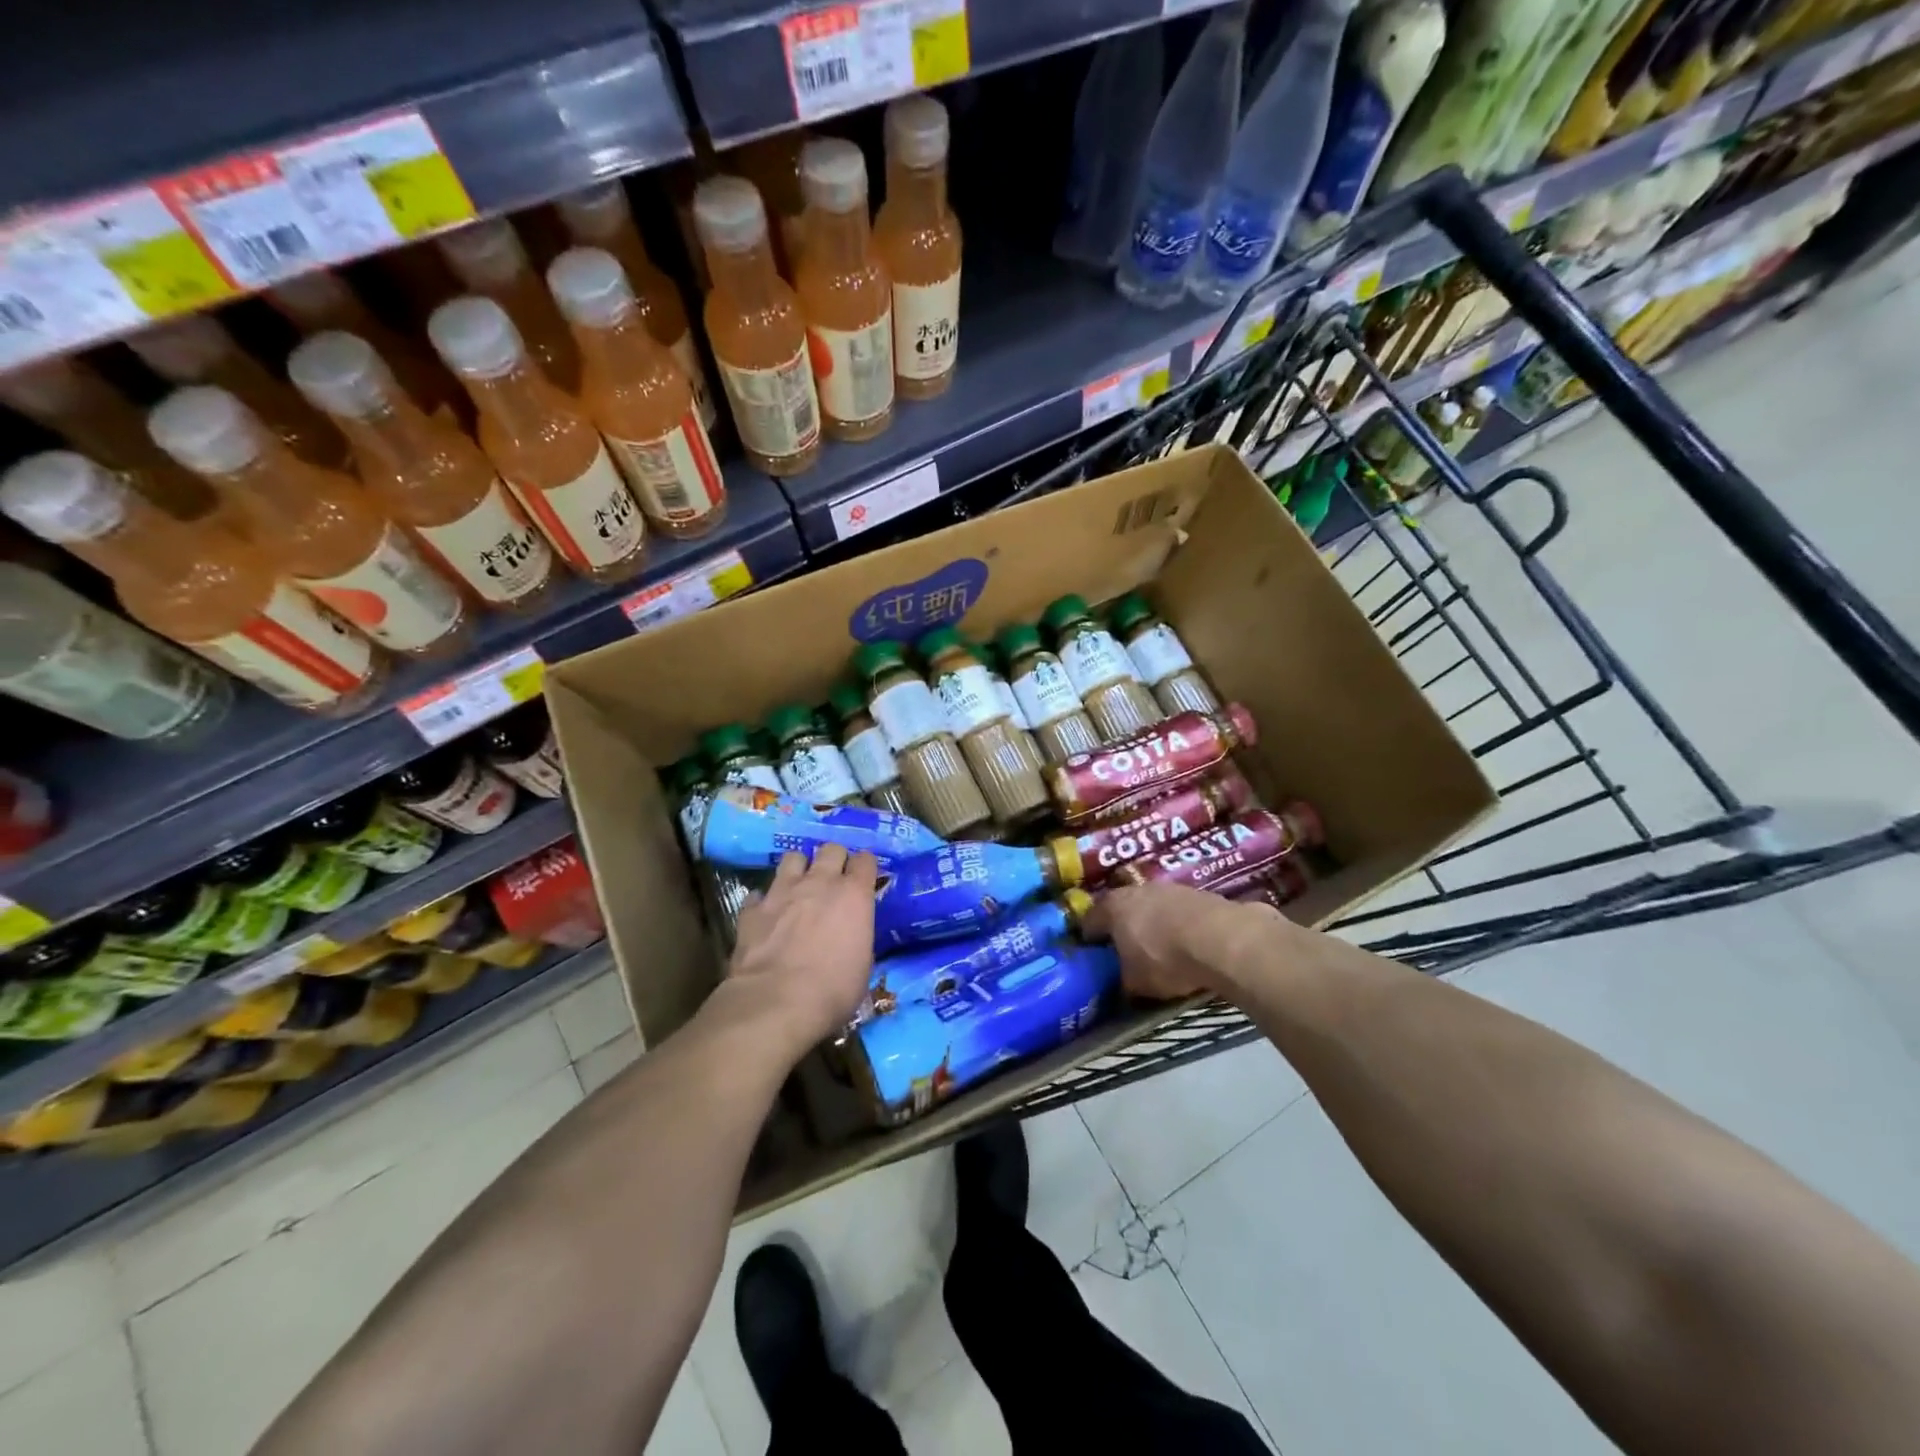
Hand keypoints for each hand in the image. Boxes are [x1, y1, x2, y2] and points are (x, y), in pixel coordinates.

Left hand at [724, 844, 877, 1057]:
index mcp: (854, 895)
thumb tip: (852, 936)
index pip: (866, 860)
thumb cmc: (833, 990)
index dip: (865, 868)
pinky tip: (767, 914)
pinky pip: (760, 893)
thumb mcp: (863, 965)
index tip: (864, 878)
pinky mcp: (753, 908)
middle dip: (834, 859)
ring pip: (793, 857)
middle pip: (831, 849)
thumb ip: (858, 937)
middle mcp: (820, 882)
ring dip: (799, 869)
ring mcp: (783, 891)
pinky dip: (765, 901)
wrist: (777, 1002)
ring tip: (799, 886)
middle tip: (833, 878)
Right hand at [1083, 882, 1273, 1001]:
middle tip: (1126, 951)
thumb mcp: (1136, 983)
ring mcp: (1168, 888)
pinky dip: (1179, 924)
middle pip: (1122, 909)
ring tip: (1161, 948)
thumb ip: (1121, 981)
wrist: (1222, 939)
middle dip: (1122, 928)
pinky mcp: (1198, 893)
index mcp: (1111, 908)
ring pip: (1152, 906)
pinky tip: (1189, 944)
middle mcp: (1135, 890)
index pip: (1089, 921)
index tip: (1093, 956)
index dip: (1089, 940)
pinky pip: (1179, 911)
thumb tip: (1119, 985)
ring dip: (1153, 923)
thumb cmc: (1166, 959)